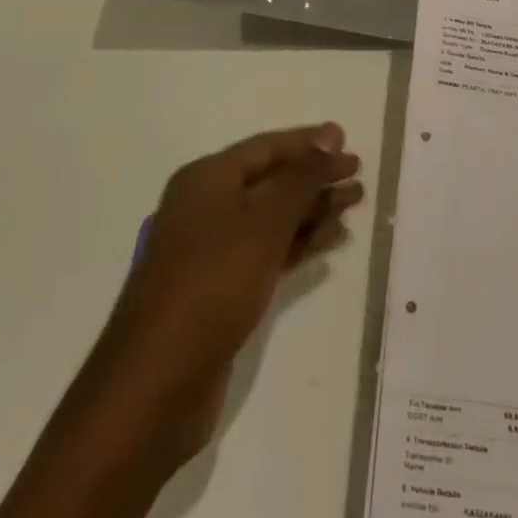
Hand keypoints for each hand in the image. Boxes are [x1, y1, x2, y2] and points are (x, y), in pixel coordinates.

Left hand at [94, 124, 363, 470]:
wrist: (158, 382)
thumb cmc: (211, 284)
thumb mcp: (262, 222)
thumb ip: (300, 178)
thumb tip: (329, 135)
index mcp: (206, 180)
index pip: (266, 148)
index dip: (308, 143)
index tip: (348, 141)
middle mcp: (206, 207)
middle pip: (271, 181)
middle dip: (315, 177)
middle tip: (359, 177)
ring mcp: (212, 250)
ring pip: (272, 218)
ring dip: (313, 210)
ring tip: (355, 204)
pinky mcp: (221, 289)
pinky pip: (268, 251)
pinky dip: (299, 244)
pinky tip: (331, 242)